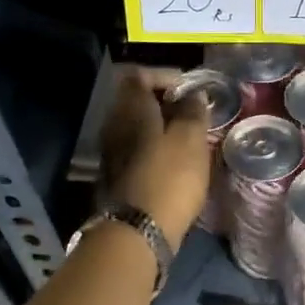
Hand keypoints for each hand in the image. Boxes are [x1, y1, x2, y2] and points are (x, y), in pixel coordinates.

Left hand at [101, 66, 211, 246]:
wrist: (138, 230)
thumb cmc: (169, 177)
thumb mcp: (191, 139)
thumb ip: (193, 111)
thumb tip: (193, 95)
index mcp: (131, 108)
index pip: (140, 75)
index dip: (165, 76)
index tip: (190, 89)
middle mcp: (114, 123)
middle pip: (136, 101)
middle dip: (165, 102)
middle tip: (193, 113)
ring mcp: (112, 151)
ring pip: (137, 127)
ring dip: (161, 128)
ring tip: (189, 138)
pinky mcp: (117, 175)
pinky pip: (136, 150)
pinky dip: (155, 148)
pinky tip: (175, 162)